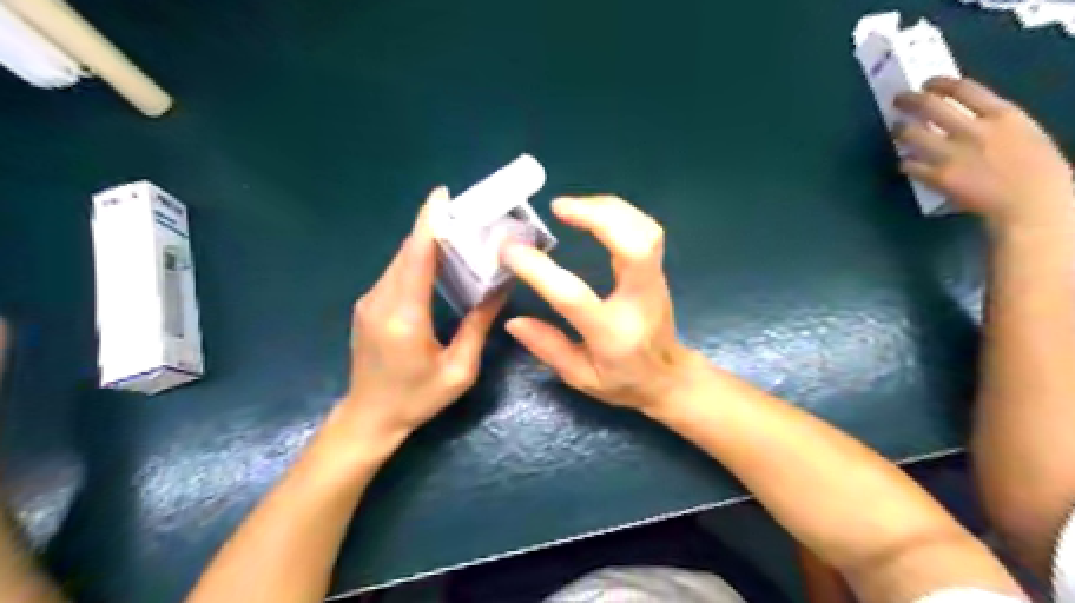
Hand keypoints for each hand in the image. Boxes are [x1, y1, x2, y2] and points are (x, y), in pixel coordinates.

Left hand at [340, 189, 508, 443]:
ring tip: (457, 232)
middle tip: (466, 213)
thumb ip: (477, 327)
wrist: (369, 417)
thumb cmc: (417, 398)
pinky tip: (437, 261)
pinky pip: (395, 273)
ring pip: (400, 260)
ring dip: (426, 243)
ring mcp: (369, 301)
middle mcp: (381, 301)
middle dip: (434, 227)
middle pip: (408, 252)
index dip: (429, 222)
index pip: (416, 257)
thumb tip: (499, 290)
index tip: (442, 195)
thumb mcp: (459, 370)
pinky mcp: (367, 306)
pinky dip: (416, 259)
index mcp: (404, 316)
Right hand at [499, 196, 701, 412]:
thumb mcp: (580, 378)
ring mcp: (654, 281)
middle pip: (633, 245)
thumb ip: (548, 348)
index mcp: (612, 333)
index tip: (510, 249)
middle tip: (558, 206)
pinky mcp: (658, 270)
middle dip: (596, 216)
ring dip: (609, 208)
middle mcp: (639, 300)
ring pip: (645, 230)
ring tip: (572, 205)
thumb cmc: (623, 382)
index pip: (573, 296)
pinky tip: (595, 211)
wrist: (668, 377)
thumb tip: (512, 321)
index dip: (539, 270)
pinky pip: (646, 230)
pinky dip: (621, 213)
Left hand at [892, 77, 1073, 232]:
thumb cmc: (1037, 170)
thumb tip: (967, 119)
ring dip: (900, 130)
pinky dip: (905, 163)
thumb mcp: (1024, 133)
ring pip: (912, 134)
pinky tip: (905, 162)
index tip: (928, 83)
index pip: (964, 89)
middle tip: (898, 99)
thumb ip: (994, 124)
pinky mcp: (938, 178)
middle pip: (931, 106)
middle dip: (910, 100)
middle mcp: (974, 130)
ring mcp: (953, 155)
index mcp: (1003, 116)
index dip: (940, 84)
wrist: (1031, 203)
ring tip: (896, 129)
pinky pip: (910, 165)